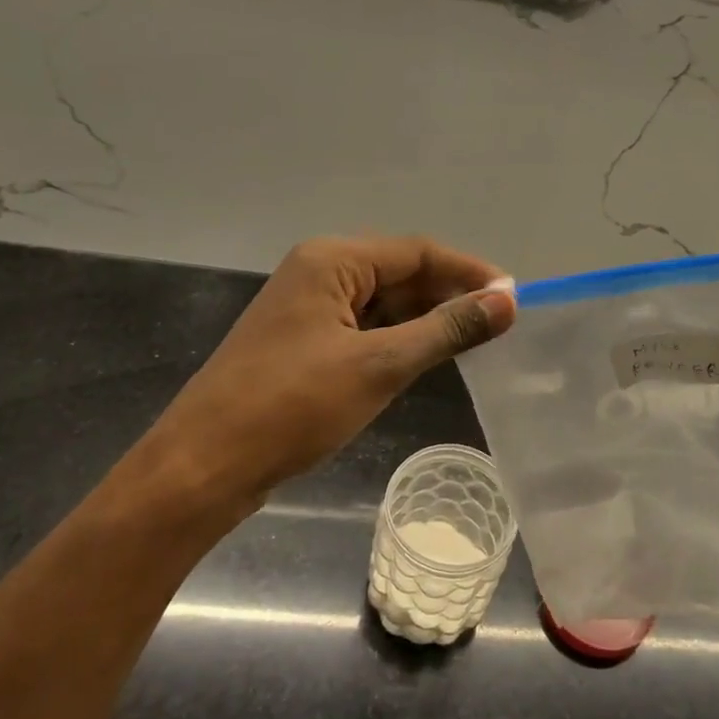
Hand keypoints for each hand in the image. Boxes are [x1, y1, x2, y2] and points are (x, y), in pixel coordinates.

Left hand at [115, 237, 516, 524]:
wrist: (204, 466)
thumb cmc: (292, 407)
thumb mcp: (379, 365)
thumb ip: (446, 329)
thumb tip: (507, 301)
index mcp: (332, 261)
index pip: (417, 252)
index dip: (469, 271)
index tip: (514, 298)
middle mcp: (318, 273)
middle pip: (399, 273)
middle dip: (449, 296)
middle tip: (500, 325)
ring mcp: (307, 310)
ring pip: (383, 304)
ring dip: (425, 320)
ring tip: (475, 343)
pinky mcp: (303, 344)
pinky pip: (364, 329)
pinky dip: (398, 340)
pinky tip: (426, 358)